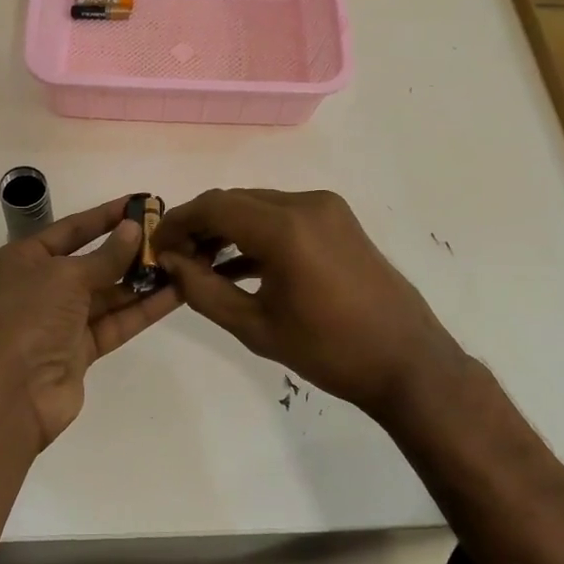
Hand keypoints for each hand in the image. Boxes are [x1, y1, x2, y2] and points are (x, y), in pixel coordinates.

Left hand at [0, 195, 183, 452]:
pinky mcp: (80, 350)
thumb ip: (105, 255)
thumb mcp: (65, 276)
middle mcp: (39, 287)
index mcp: (22, 260)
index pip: (70, 229)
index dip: (104, 216)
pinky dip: (142, 309)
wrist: (9, 394)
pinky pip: (115, 322)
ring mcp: (60, 321)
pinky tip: (175, 294)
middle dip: (128, 250)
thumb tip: (133, 229)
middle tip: (169, 234)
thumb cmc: (28, 318)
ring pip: (108, 294)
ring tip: (181, 261)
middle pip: (91, 262)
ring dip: (141, 280)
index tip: (138, 203)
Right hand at [153, 188, 463, 417]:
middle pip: (236, 201)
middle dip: (200, 225)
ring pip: (258, 206)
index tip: (156, 244)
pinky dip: (256, 234)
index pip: (215, 207)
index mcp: (285, 228)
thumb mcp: (255, 327)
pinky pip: (283, 217)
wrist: (407, 362)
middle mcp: (306, 204)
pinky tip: (235, 265)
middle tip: (174, 257)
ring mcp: (327, 209)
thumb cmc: (328, 351)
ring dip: (227, 229)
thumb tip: (171, 263)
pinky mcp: (338, 221)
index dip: (179, 222)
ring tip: (199, 263)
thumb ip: (204, 290)